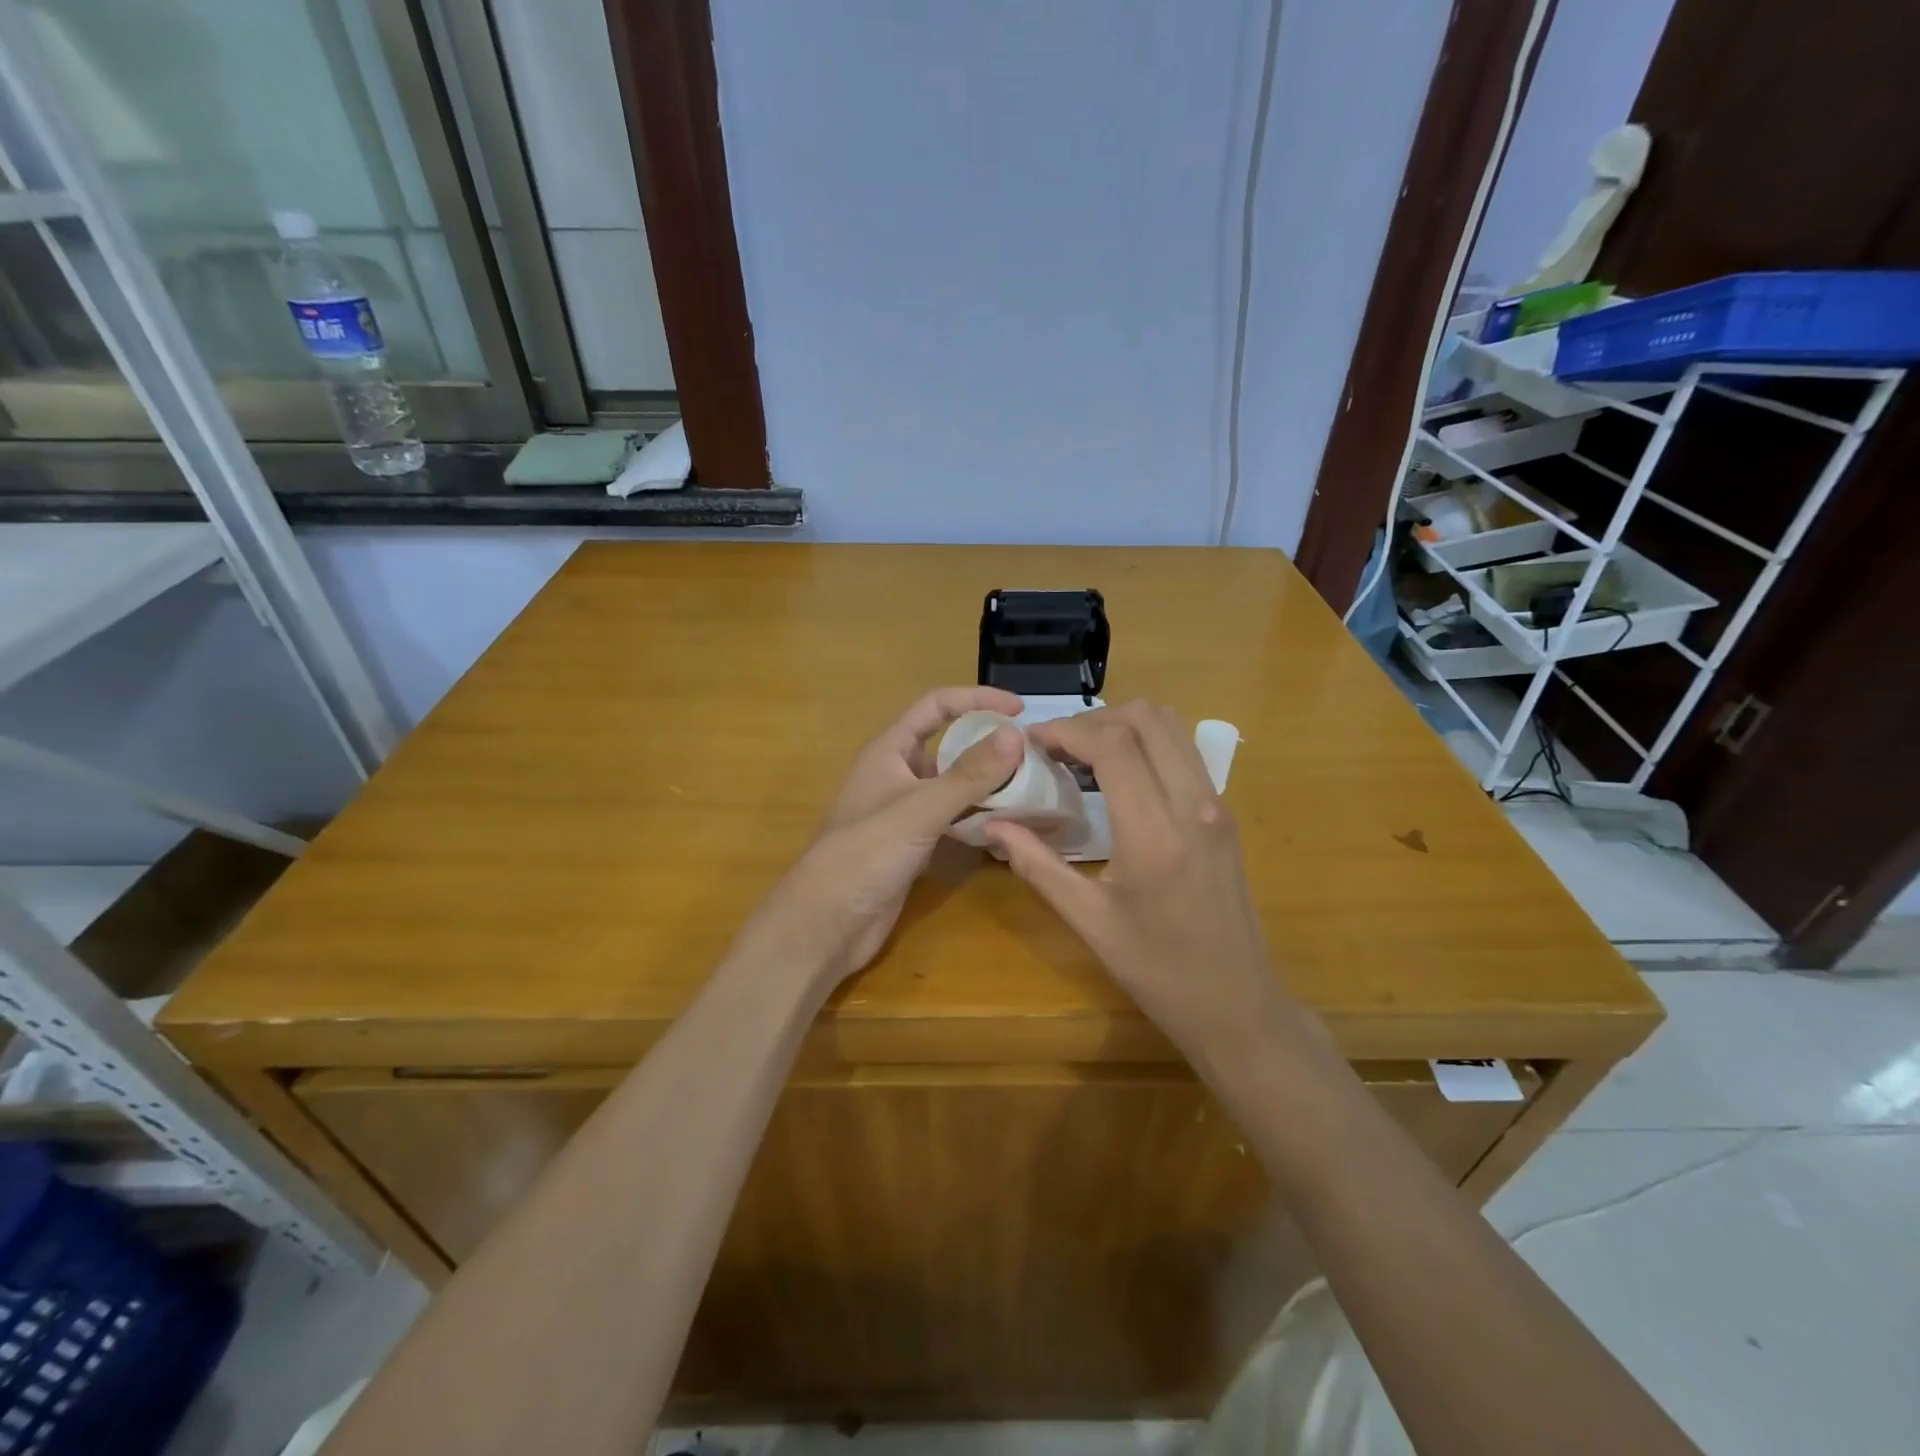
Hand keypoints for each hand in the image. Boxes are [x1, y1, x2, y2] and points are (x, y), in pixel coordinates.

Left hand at [738, 686, 1025, 982]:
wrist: (828, 922)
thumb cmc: (867, 853)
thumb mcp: (921, 808)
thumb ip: (969, 774)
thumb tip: (1016, 734)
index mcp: (889, 751)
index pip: (936, 706)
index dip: (976, 699)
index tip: (1019, 709)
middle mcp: (896, 774)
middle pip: (948, 746)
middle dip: (987, 746)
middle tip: (1032, 757)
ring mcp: (903, 812)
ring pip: (952, 786)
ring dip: (986, 785)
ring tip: (1030, 789)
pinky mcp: (912, 844)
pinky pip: (951, 820)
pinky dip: (977, 818)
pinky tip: (1006, 826)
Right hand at [983, 701, 1301, 1061]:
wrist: (1237, 1005)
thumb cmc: (1158, 971)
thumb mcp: (1089, 922)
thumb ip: (1037, 865)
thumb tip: (992, 826)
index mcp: (1156, 834)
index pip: (1112, 746)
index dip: (1066, 731)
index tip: (1031, 743)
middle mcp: (1195, 806)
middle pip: (1147, 718)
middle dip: (1094, 720)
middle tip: (1057, 748)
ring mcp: (1217, 806)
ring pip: (1172, 727)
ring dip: (1124, 727)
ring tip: (1083, 756)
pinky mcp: (1225, 815)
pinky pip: (1184, 753)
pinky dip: (1147, 745)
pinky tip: (1118, 779)